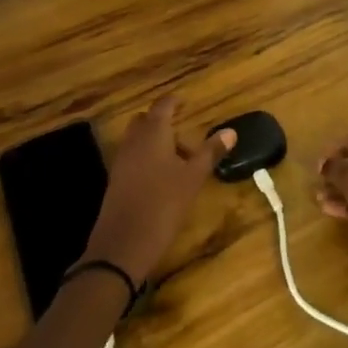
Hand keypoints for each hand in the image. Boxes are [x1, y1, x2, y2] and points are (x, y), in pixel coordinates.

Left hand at [83, 96, 235, 284]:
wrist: (122, 245)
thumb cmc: (163, 204)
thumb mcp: (193, 178)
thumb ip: (210, 152)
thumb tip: (231, 131)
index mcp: (153, 132)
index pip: (163, 105)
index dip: (174, 101)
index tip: (185, 101)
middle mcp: (134, 140)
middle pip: (146, 121)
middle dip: (163, 122)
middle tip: (184, 133)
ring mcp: (121, 160)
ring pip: (138, 140)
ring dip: (155, 142)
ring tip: (178, 160)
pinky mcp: (115, 180)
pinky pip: (132, 157)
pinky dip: (146, 158)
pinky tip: (161, 178)